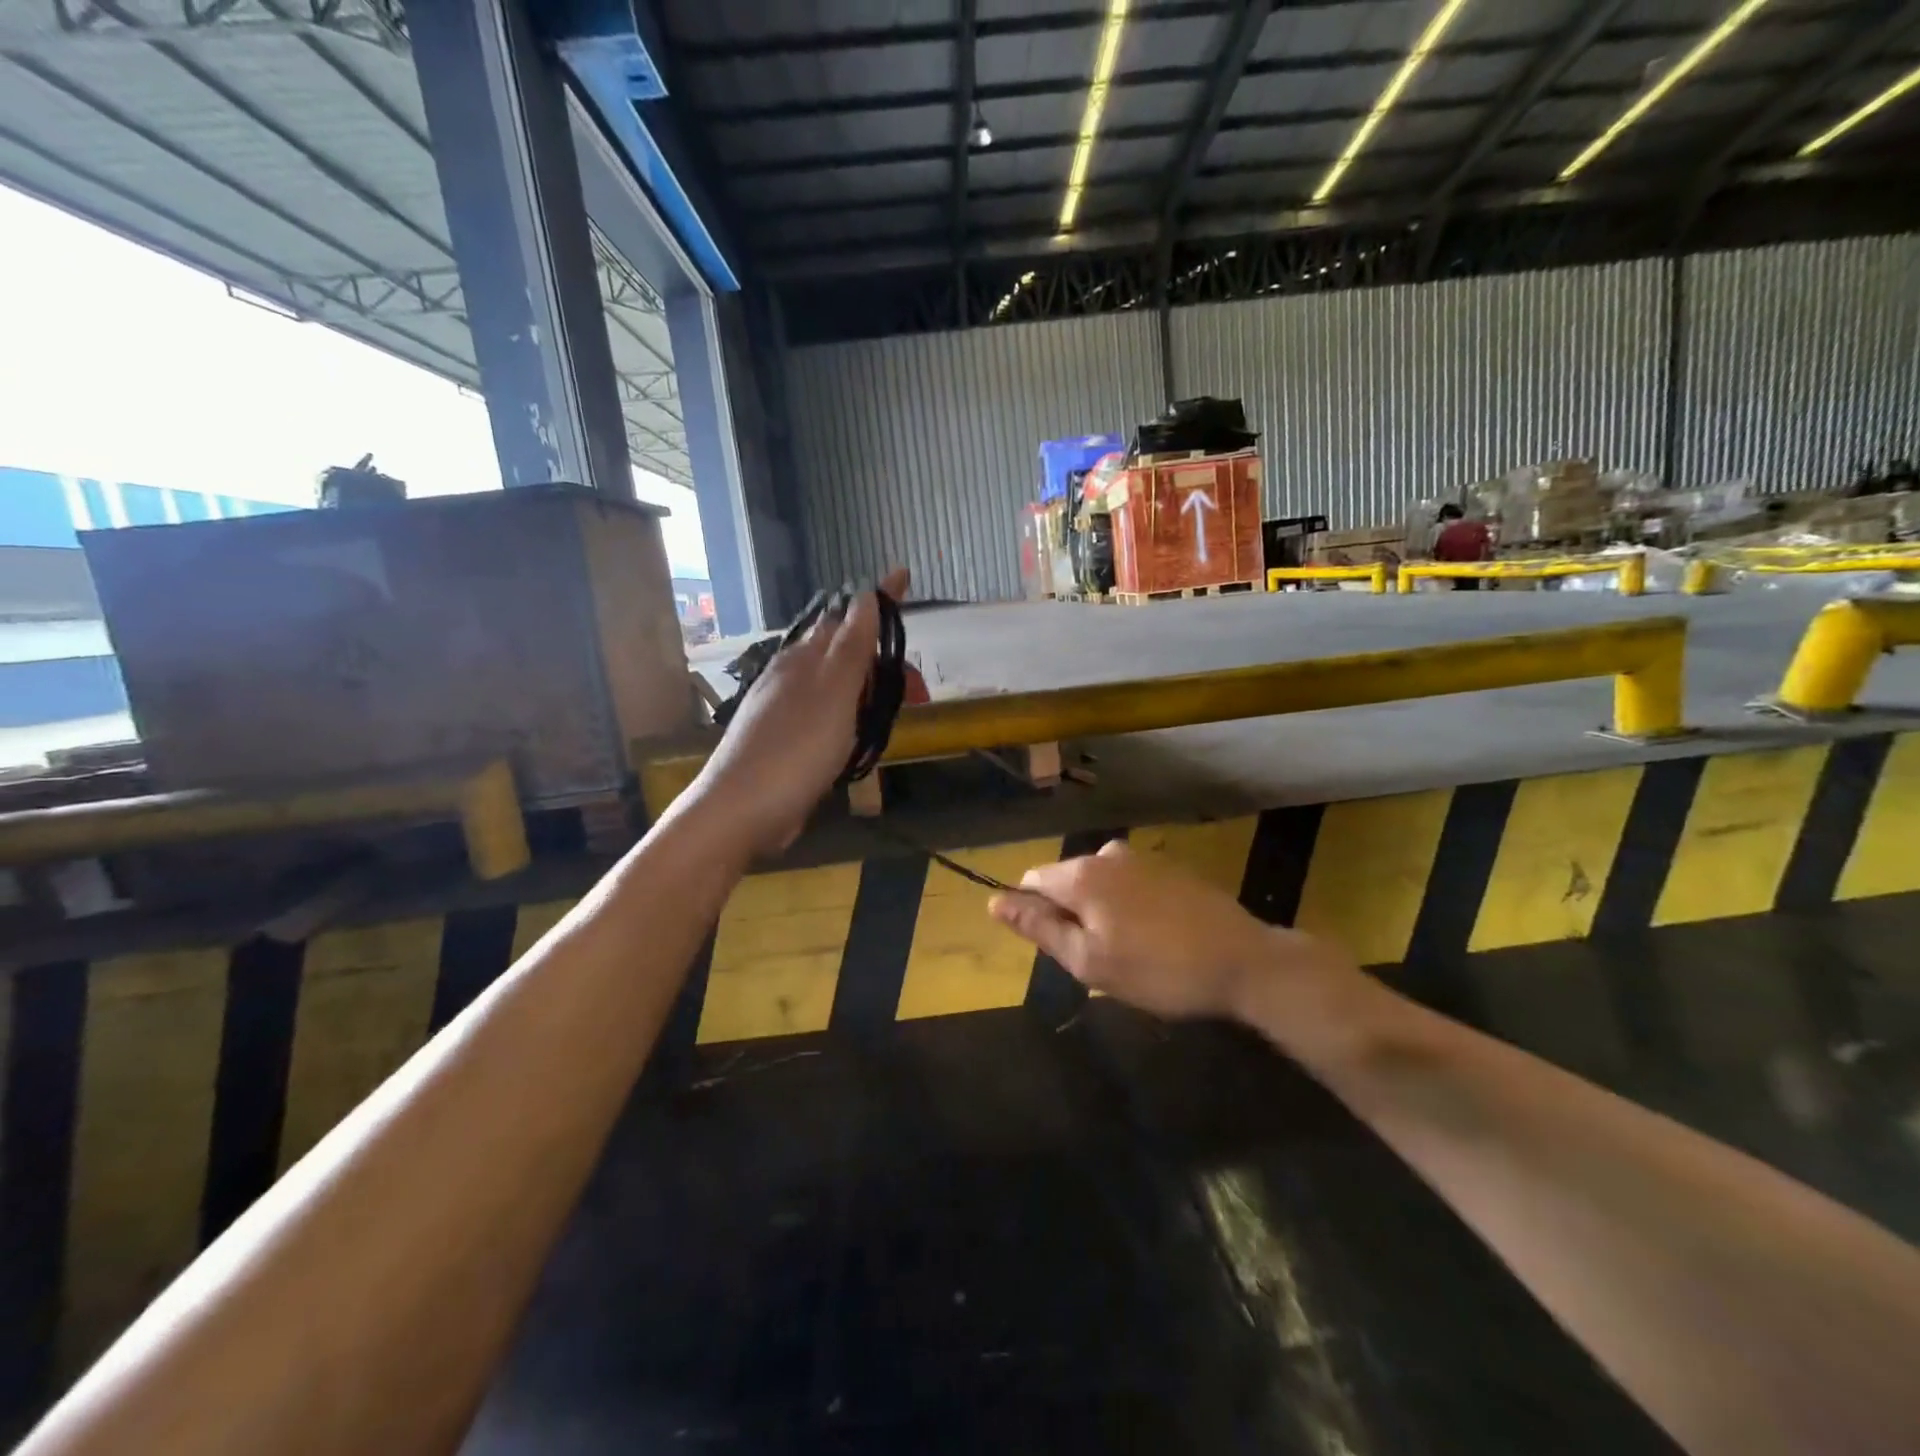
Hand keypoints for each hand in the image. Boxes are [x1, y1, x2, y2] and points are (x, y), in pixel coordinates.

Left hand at [682, 567, 906, 855]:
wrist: (741, 811)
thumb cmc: (795, 749)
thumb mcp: (833, 694)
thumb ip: (850, 647)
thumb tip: (864, 595)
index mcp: (803, 659)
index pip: (847, 617)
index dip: (878, 602)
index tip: (903, 576)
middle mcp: (791, 676)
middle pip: (842, 652)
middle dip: (880, 658)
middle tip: (915, 688)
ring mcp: (785, 710)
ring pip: (835, 685)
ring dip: (867, 688)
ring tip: (894, 707)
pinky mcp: (786, 742)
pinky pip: (827, 715)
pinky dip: (851, 716)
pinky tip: (858, 734)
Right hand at [988, 841, 1351, 1020]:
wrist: (1244, 962)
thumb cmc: (1158, 970)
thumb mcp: (1089, 961)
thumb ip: (1040, 927)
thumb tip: (995, 901)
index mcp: (1081, 874)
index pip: (1031, 881)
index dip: (1035, 915)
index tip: (1061, 949)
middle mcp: (1107, 854)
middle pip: (1066, 880)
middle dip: (1070, 916)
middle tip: (1099, 961)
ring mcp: (1142, 858)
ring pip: (1099, 884)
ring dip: (1100, 913)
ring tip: (1129, 954)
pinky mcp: (1170, 868)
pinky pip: (1129, 884)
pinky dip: (1128, 907)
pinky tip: (1155, 938)